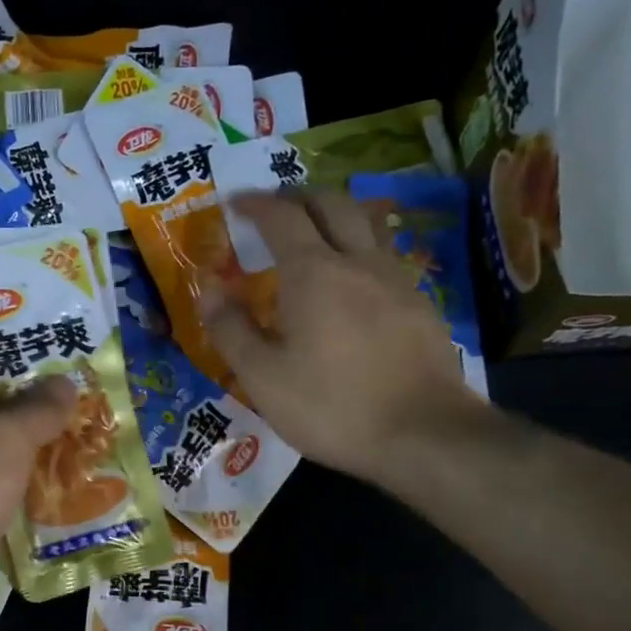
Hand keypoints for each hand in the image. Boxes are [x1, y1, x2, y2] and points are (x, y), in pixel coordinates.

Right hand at [204, 189, 489, 484]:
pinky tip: (354, 279)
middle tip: (275, 208)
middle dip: (298, 196)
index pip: (281, 216)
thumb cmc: (331, 406)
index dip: (255, 204)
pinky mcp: (421, 303)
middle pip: (331, 204)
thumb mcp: (262, 377)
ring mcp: (396, 279)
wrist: (423, 434)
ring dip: (337, 214)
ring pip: (367, 223)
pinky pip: (386, 256)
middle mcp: (357, 261)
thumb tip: (208, 289)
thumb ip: (230, 329)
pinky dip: (361, 248)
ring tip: (317, 229)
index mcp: (312, 272)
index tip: (234, 202)